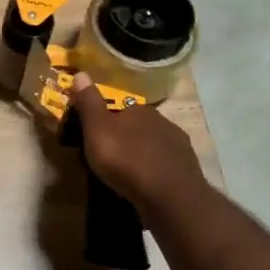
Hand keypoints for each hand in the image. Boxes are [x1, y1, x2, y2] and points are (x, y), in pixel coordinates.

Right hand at [68, 72, 207, 213]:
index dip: (105, 120)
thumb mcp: (97, 129)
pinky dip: (155, 170)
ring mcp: (178, 144)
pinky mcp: (188, 168)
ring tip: (127, 173)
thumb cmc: (126, 159)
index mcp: (138, 109)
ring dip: (141, 153)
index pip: (119, 107)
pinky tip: (147, 183)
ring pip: (153, 144)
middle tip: (109, 156)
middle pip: (137, 125)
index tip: (94, 134)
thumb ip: (89, 103)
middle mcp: (162, 120)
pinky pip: (165, 164)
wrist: (169, 196)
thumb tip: (80, 73)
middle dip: (125, 137)